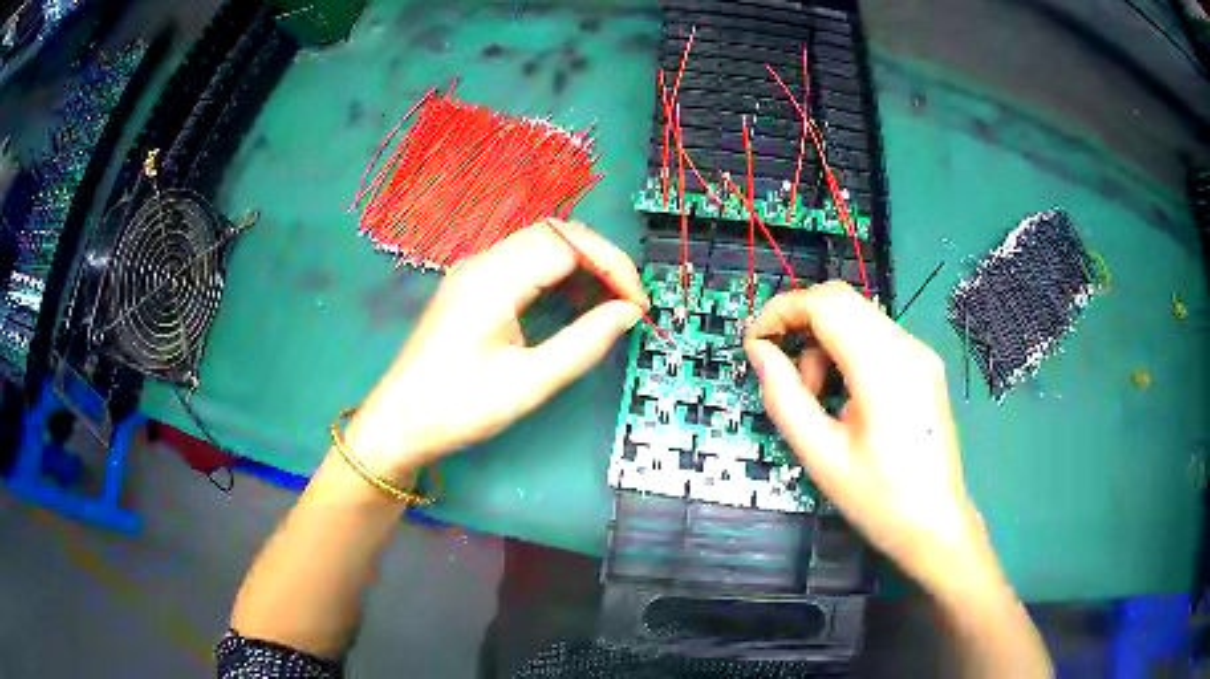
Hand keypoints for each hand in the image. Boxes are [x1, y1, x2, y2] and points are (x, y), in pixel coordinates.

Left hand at [344, 219, 647, 482]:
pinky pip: (523, 261)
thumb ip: (584, 342)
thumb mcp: (530, 382)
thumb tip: (628, 313)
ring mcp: (473, 270)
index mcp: (494, 279)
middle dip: (601, 259)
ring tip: (609, 301)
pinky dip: (557, 272)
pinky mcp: (471, 285)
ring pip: (540, 243)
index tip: (639, 304)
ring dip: (580, 263)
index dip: (613, 266)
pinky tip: (572, 300)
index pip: (569, 244)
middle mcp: (482, 262)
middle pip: (556, 233)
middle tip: (628, 300)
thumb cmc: (461, 407)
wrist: (400, 422)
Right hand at [744, 281, 991, 589]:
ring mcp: (920, 353)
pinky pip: (875, 338)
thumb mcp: (820, 454)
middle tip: (784, 375)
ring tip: (819, 400)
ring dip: (825, 344)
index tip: (754, 342)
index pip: (825, 303)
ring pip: (857, 317)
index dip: (781, 311)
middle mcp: (908, 346)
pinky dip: (847, 353)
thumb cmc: (878, 499)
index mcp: (884, 367)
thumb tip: (759, 351)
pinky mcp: (924, 366)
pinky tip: (846, 399)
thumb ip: (784, 396)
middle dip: (801, 325)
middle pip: (841, 300)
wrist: (936, 525)